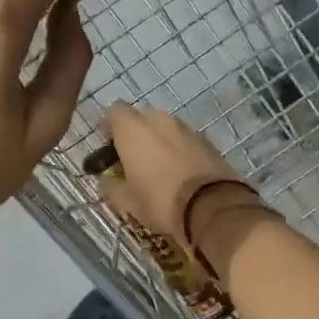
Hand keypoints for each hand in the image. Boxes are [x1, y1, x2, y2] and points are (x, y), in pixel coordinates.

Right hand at [102, 103, 255, 246]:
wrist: (212, 206)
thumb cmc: (160, 201)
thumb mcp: (126, 202)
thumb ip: (111, 186)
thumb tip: (106, 181)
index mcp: (133, 129)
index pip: (114, 111)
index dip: (109, 128)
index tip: (110, 149)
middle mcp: (159, 120)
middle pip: (141, 118)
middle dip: (135, 135)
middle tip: (133, 161)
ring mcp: (186, 127)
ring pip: (165, 128)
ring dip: (158, 142)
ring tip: (159, 169)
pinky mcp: (207, 140)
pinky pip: (184, 140)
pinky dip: (179, 150)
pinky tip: (180, 173)